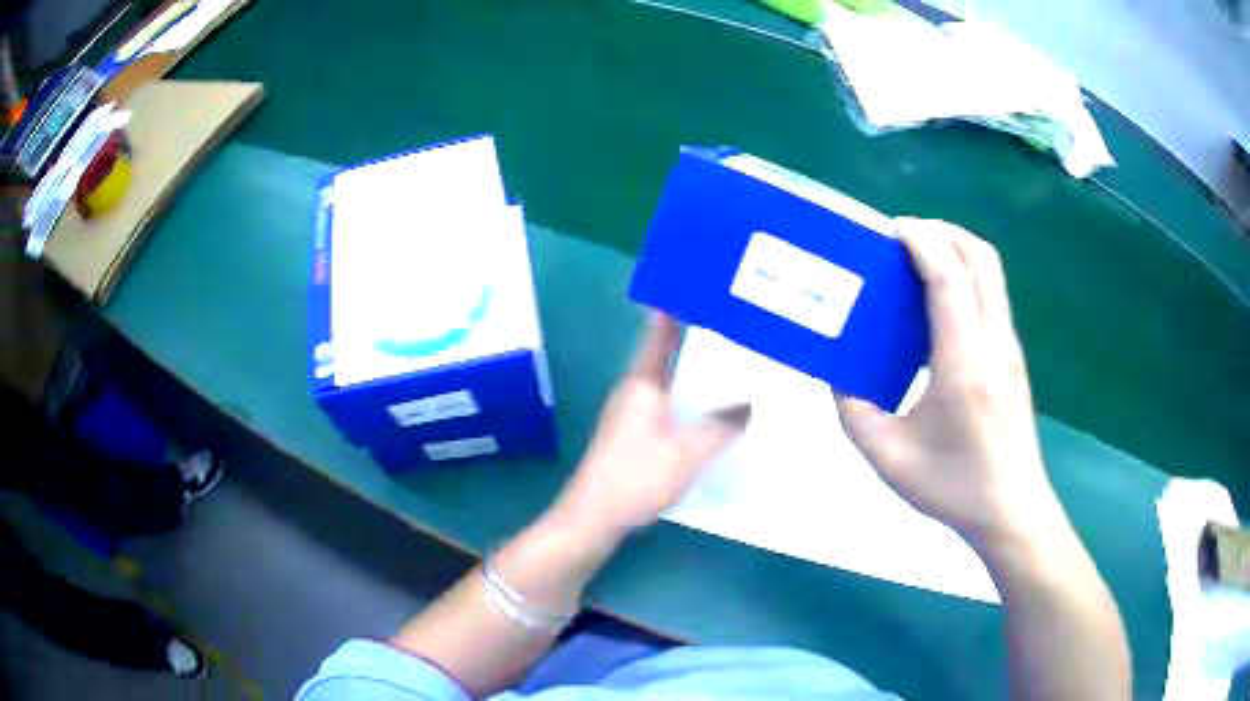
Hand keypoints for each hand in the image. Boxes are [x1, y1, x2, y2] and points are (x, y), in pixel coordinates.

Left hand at [549, 313, 750, 543]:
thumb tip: (749, 404)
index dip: (678, 307)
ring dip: (696, 372)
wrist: (594, 516)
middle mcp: (635, 389)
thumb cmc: (637, 477)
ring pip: (670, 380)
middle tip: (738, 330)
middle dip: (699, 340)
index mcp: (644, 381)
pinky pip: (669, 404)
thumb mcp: (689, 452)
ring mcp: (632, 411)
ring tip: (734, 366)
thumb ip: (723, 426)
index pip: (660, 331)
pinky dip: (690, 399)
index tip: (703, 288)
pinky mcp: (634, 433)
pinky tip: (713, 411)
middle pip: (668, 353)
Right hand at [837, 219, 1063, 548]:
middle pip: (980, 257)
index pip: (949, 277)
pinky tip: (940, 306)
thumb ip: (853, 412)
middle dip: (943, 231)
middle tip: (904, 237)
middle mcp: (994, 342)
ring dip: (957, 251)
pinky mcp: (1013, 358)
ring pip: (992, 273)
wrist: (1011, 512)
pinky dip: (966, 278)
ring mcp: (1009, 348)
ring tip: (919, 261)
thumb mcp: (888, 459)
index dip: (921, 240)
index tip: (891, 229)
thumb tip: (838, 375)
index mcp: (963, 362)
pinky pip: (992, 296)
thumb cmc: (953, 487)